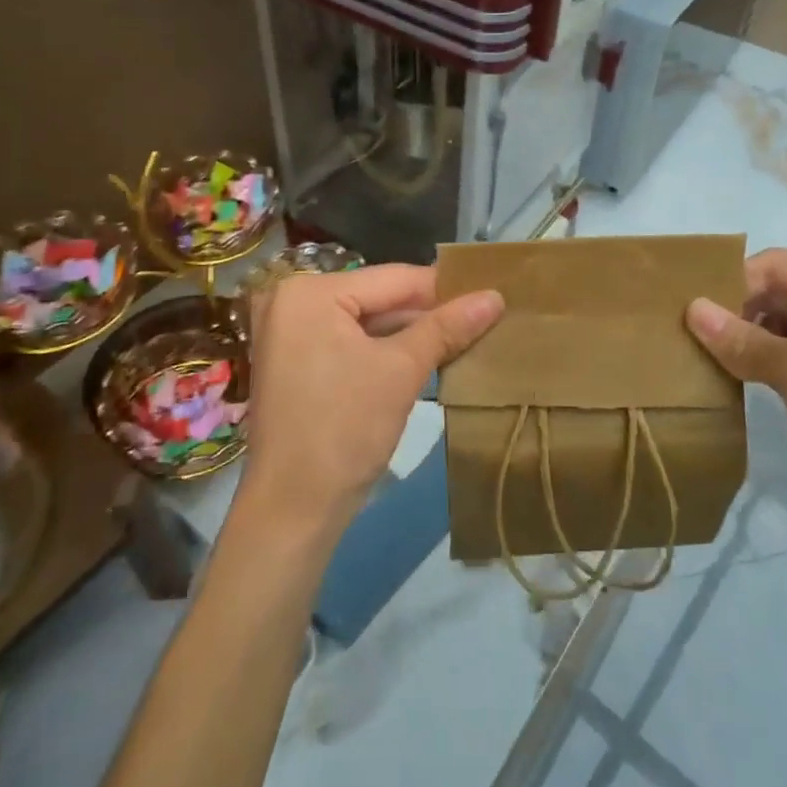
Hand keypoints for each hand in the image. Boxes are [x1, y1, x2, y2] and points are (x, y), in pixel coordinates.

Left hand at [237, 264, 503, 539]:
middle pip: (379, 298)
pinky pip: (351, 344)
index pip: (393, 278)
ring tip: (467, 335)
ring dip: (411, 334)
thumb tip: (495, 296)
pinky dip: (386, 352)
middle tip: (484, 317)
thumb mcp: (401, 371)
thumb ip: (447, 327)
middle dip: (429, 314)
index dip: (445, 288)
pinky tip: (429, 358)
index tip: (492, 292)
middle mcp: (293, 302)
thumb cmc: (345, 428)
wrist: (293, 508)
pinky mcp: (297, 364)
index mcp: (310, 292)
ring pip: (367, 323)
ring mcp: (290, 334)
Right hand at [685, 249, 786, 555]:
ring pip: (781, 322)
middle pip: (779, 290)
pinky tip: (730, 374)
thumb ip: (743, 339)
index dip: (731, 285)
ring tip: (699, 353)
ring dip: (744, 336)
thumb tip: (691, 309)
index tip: (685, 311)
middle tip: (684, 333)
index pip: (778, 265)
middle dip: (735, 310)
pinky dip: (760, 359)